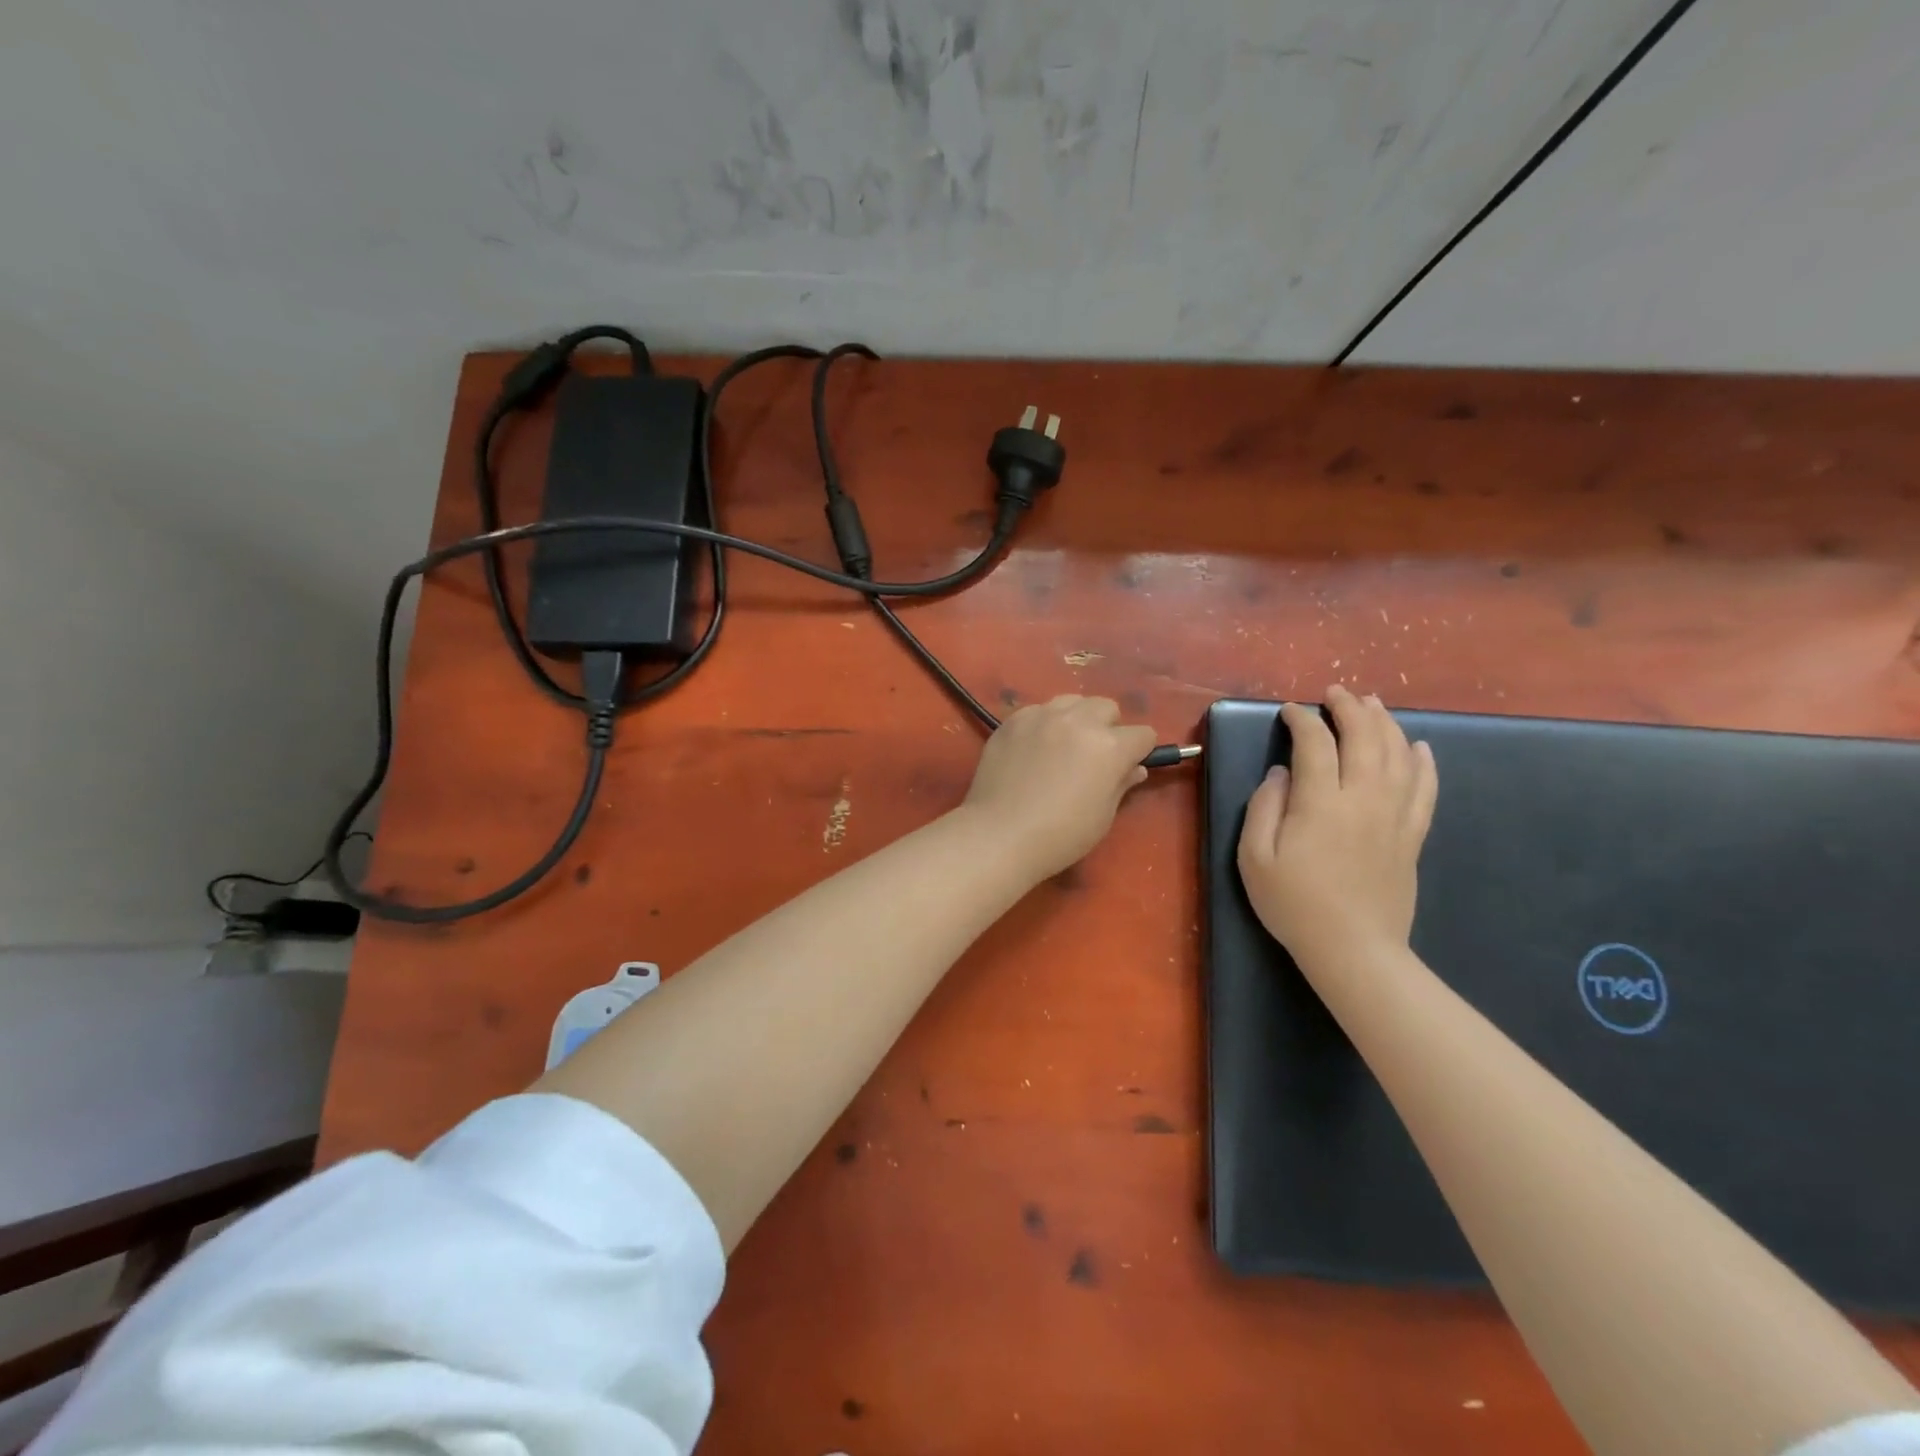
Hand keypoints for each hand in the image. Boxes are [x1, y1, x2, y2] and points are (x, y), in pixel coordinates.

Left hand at [962, 695, 1157, 878]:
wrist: (999, 834)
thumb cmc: (1061, 835)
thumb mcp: (1103, 816)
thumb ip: (1121, 784)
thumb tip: (1134, 768)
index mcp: (1109, 746)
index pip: (1143, 734)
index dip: (1140, 751)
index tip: (1128, 766)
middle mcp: (1078, 721)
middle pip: (1107, 707)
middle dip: (1108, 727)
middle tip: (1094, 755)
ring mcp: (1042, 716)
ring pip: (1072, 701)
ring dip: (1076, 718)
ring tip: (1063, 745)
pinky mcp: (1013, 720)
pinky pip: (1038, 710)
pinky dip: (1044, 723)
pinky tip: (1033, 749)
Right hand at [1237, 685, 1437, 971]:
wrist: (1354, 949)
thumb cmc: (1294, 904)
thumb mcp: (1254, 858)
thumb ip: (1263, 808)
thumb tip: (1281, 773)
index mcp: (1320, 803)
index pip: (1314, 744)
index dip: (1302, 720)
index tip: (1289, 711)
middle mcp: (1363, 799)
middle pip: (1364, 738)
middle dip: (1349, 708)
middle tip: (1335, 693)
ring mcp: (1394, 816)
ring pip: (1398, 754)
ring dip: (1385, 723)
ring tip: (1372, 704)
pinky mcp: (1412, 835)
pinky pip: (1426, 788)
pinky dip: (1423, 762)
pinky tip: (1419, 746)